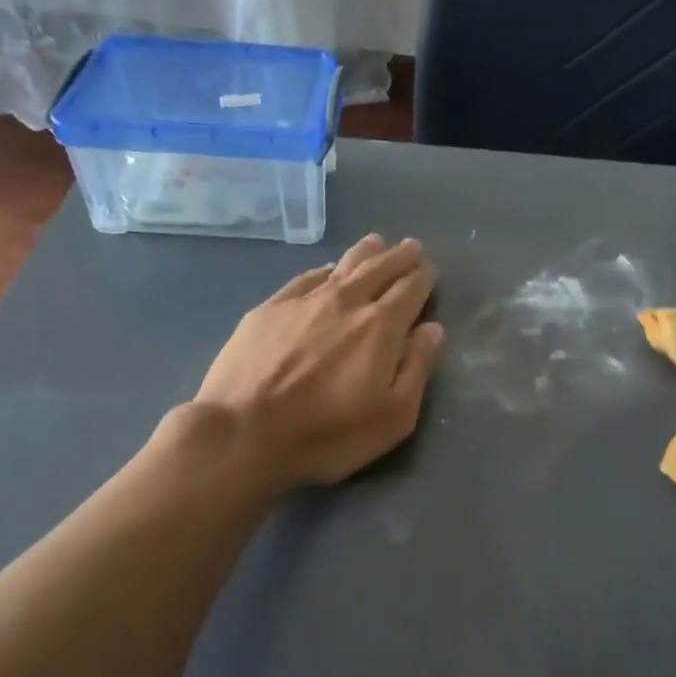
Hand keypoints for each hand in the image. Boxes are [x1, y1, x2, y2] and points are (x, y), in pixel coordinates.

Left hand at [193, 235, 443, 488]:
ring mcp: (303, 301)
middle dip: (399, 257)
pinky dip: (323, 271)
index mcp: (381, 327)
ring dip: (364, 253)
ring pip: (342, 266)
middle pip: (379, 269)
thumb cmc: (327, 433)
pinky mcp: (268, 309)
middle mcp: (346, 302)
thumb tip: (432, 329)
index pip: (410, 289)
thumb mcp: (392, 416)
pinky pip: (304, 278)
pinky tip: (326, 270)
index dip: (423, 278)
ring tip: (375, 243)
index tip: (430, 270)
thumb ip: (416, 368)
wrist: (243, 431)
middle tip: (411, 247)